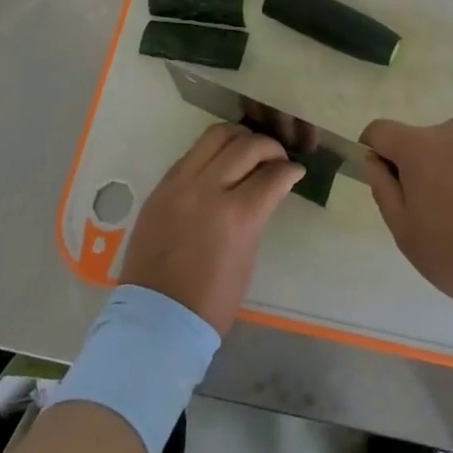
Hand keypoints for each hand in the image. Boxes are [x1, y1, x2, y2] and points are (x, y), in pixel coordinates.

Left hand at [120, 124, 304, 334]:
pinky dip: (212, 151)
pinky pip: (192, 153)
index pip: (272, 175)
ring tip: (249, 149)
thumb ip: (257, 214)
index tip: (296, 170)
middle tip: (277, 158)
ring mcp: (181, 183)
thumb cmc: (212, 300)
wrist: (156, 317)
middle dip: (270, 147)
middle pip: (246, 146)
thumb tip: (267, 187)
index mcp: (237, 215)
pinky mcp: (162, 185)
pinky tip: (221, 162)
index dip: (290, 170)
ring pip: (216, 135)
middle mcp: (208, 189)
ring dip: (239, 137)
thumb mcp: (247, 255)